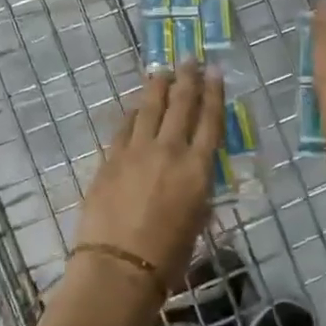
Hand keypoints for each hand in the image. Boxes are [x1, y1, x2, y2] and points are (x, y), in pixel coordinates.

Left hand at [75, 62, 222, 287]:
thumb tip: (194, 177)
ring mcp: (137, 152)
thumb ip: (198, 191)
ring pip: (150, 108)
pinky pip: (125, 127)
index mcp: (198, 169)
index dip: (214, 94)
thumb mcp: (197, 221)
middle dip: (187, 79)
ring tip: (162, 71)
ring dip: (157, 87)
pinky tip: (137, 105)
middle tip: (190, 59)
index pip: (210, 121)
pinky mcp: (111, 159)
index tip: (215, 73)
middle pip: (181, 105)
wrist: (119, 266)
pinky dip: (134, 113)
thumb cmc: (168, 257)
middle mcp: (170, 151)